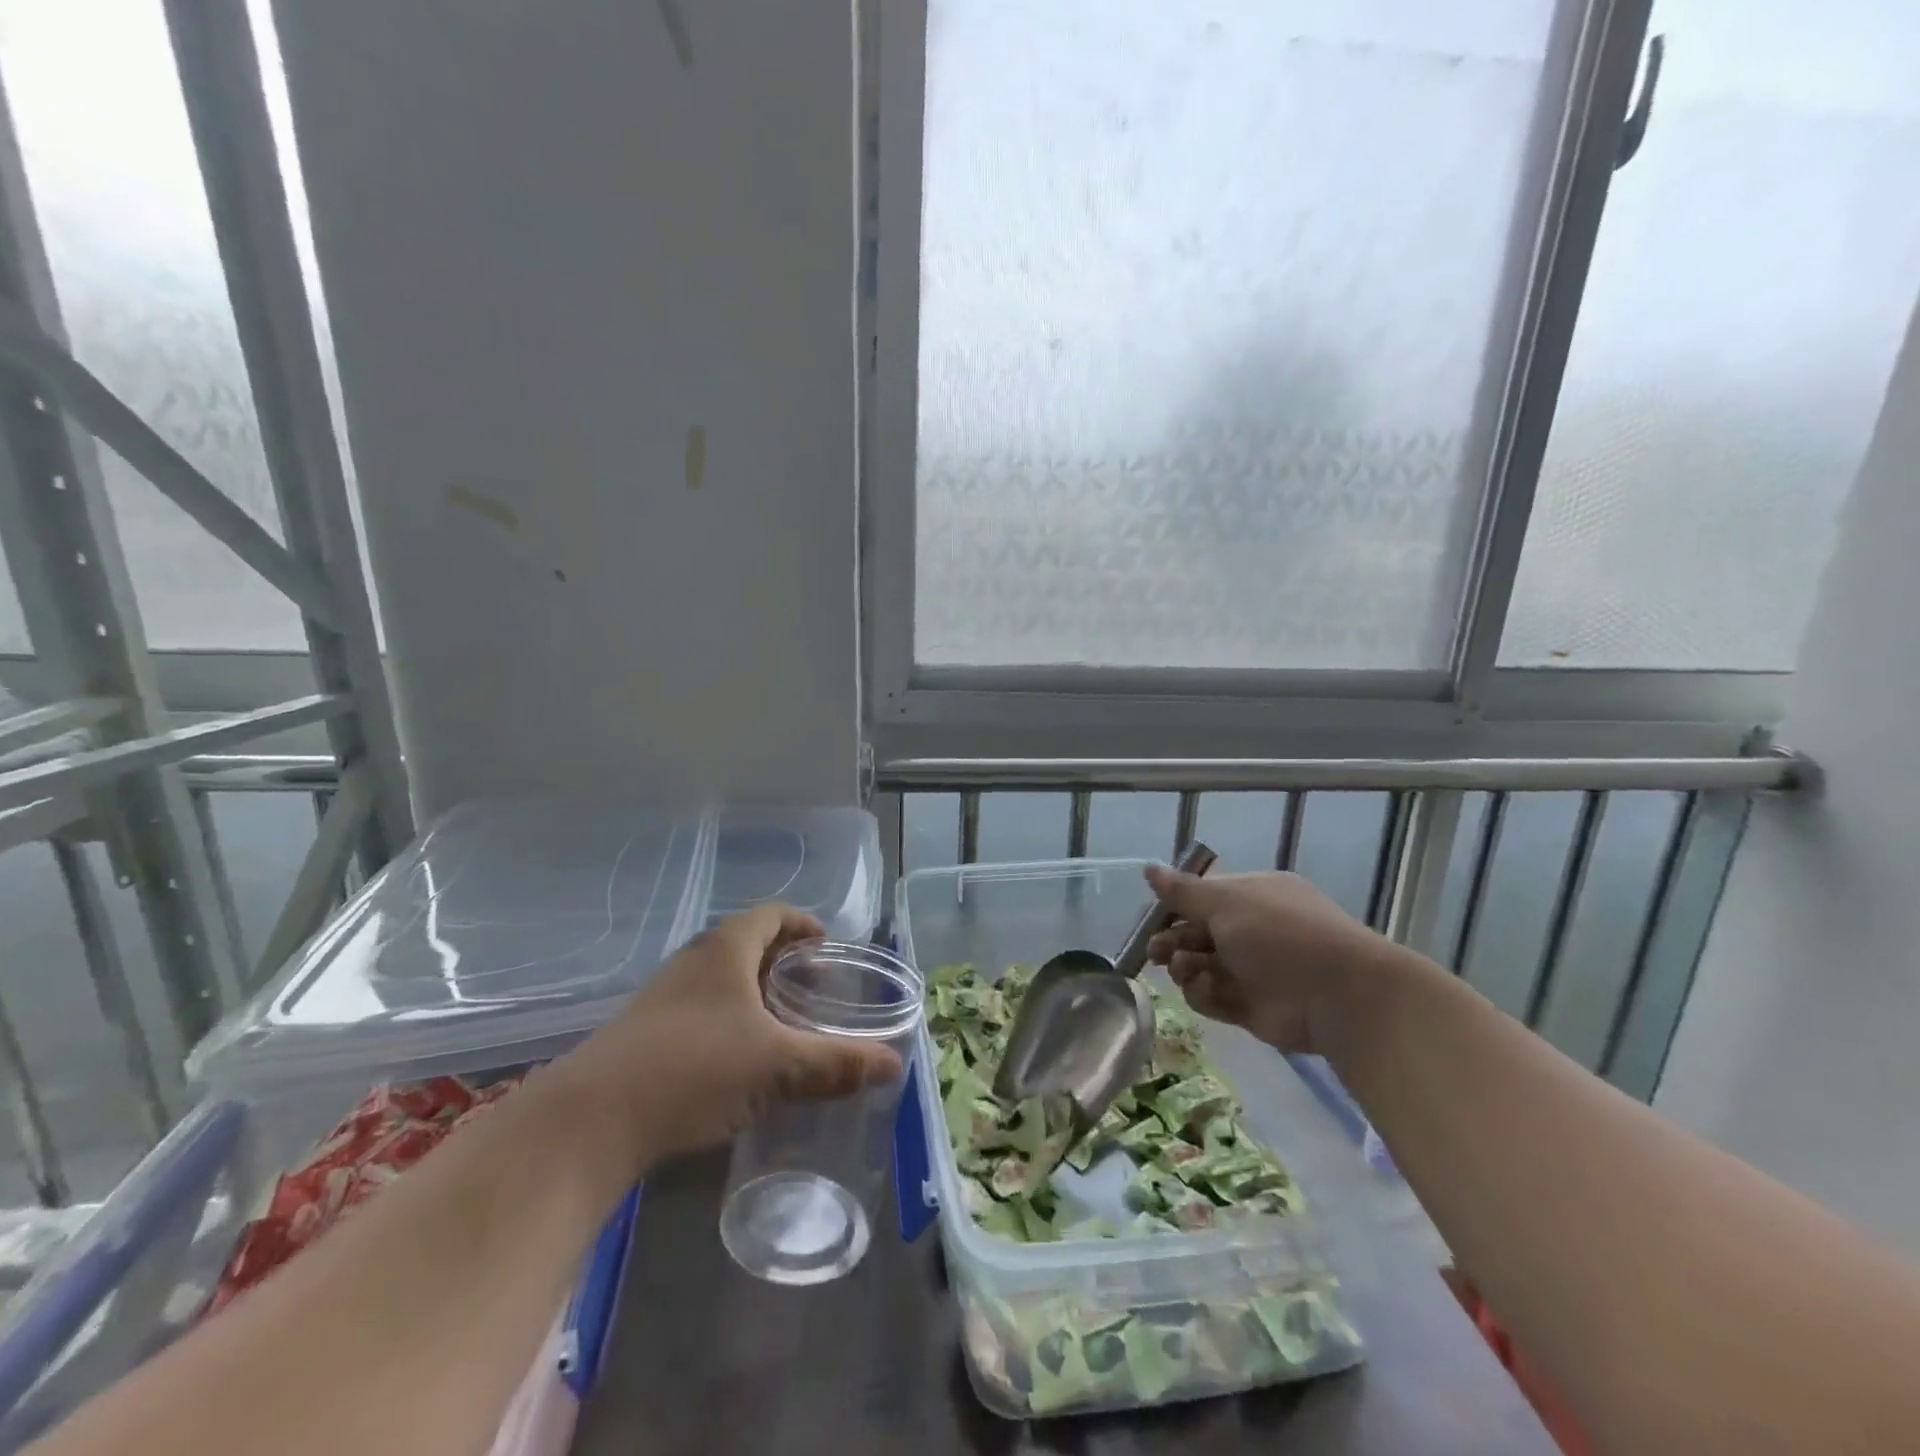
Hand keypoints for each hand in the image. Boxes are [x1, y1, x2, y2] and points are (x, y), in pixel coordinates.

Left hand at [558, 906, 902, 1167]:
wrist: (589, 1121)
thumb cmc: (695, 1069)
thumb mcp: (777, 1066)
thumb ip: (836, 1063)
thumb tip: (893, 1064)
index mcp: (725, 949)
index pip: (772, 914)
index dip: (803, 924)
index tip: (827, 947)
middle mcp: (693, 962)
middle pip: (747, 944)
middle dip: (783, 961)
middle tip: (814, 989)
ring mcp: (662, 997)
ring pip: (721, 979)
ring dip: (754, 993)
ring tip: (782, 1024)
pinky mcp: (643, 1033)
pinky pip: (699, 1010)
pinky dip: (728, 1020)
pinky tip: (738, 1060)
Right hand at [1143, 866, 1414, 1056]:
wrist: (1338, 996)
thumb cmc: (1278, 934)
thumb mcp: (1225, 902)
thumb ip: (1182, 891)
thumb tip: (1148, 867)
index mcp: (1253, 896)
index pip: (1205, 897)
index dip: (1176, 906)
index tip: (1153, 917)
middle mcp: (1253, 930)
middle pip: (1199, 933)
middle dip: (1173, 940)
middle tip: (1155, 952)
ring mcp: (1254, 970)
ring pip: (1202, 966)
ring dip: (1185, 967)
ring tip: (1183, 970)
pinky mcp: (1252, 1007)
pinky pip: (1214, 997)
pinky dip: (1203, 994)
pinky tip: (1204, 989)